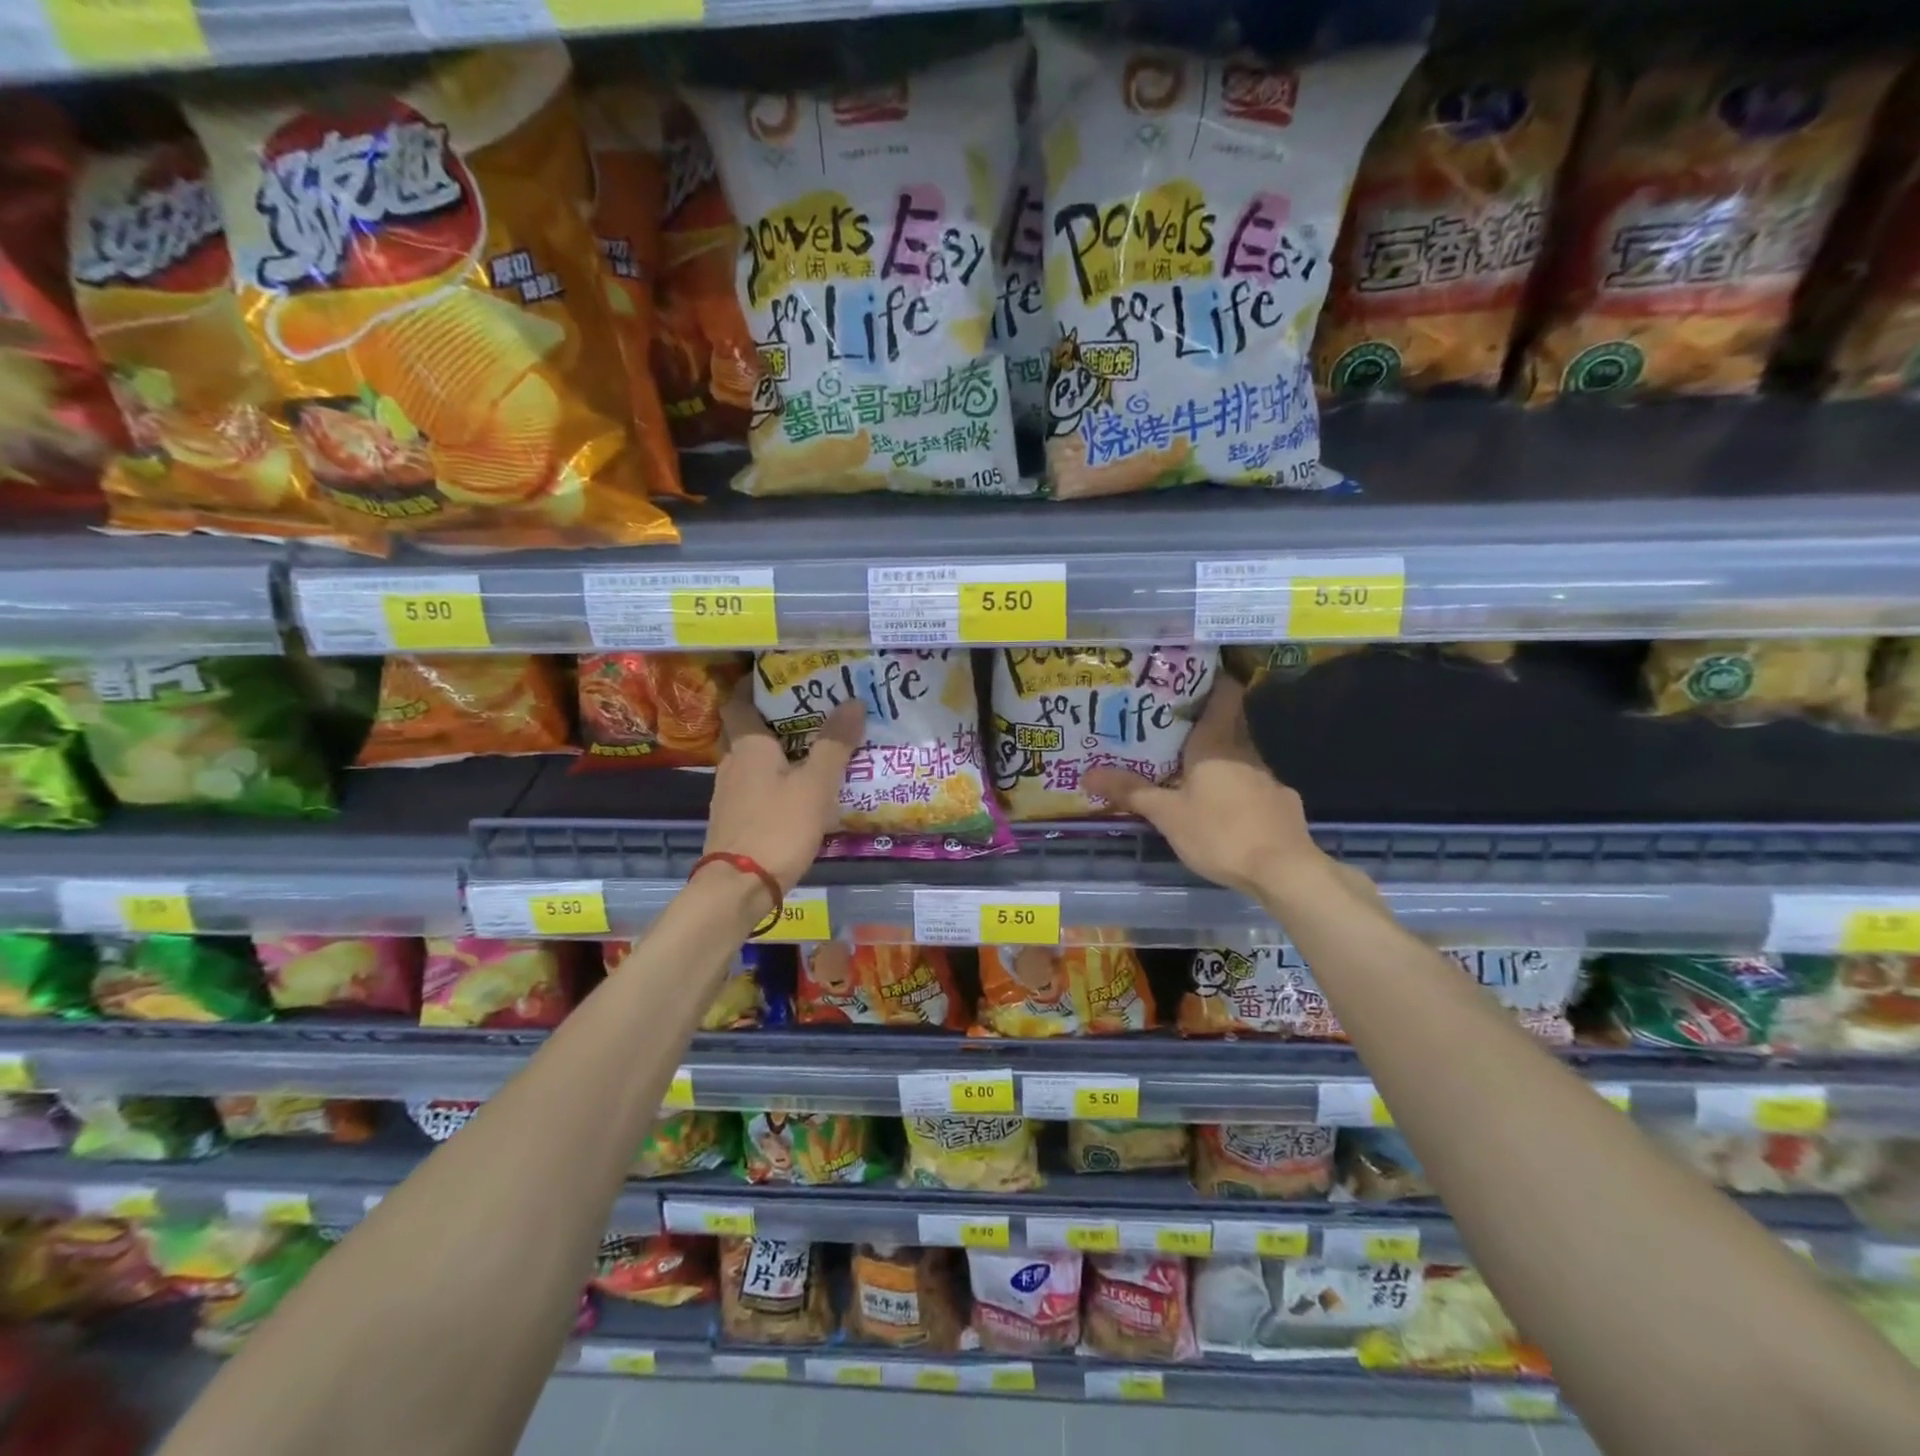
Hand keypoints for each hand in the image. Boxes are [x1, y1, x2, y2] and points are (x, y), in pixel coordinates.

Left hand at [705, 681, 862, 895]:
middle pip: (749, 732)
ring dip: (778, 754)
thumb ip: (834, 744)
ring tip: (815, 752)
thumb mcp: (816, 785)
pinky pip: (755, 789)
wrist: (738, 888)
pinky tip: (800, 793)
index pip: (738, 703)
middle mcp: (732, 764)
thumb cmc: (777, 827)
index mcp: (748, 747)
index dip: (753, 687)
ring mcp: (729, 795)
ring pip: (753, 762)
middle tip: (814, 714)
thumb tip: (853, 701)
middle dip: (777, 721)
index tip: (780, 678)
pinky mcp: (734, 821)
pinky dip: (775, 782)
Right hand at [1085, 677, 1325, 900]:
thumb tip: (1087, 773)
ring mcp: (1268, 778)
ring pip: (1239, 758)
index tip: (1185, 681)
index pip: (1224, 694)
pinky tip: (1223, 809)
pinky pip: (1253, 787)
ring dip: (1218, 760)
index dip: (1210, 681)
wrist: (1284, 871)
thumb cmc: (1219, 832)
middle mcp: (1245, 752)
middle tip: (1170, 729)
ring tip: (1188, 770)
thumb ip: (1131, 792)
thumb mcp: (1167, 814)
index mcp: (1216, 744)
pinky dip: (1237, 790)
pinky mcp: (1282, 805)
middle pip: (1227, 725)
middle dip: (1202, 725)